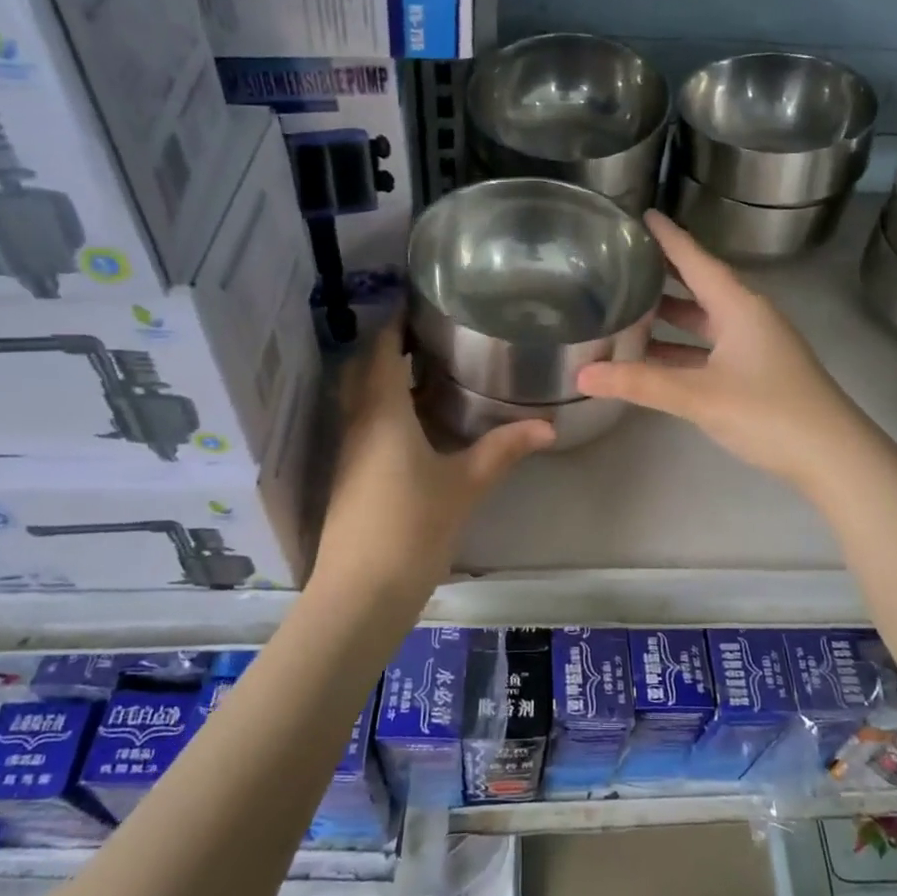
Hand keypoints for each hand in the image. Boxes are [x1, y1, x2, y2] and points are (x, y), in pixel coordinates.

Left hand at [309, 321, 552, 601]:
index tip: (418, 303)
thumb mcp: (465, 484)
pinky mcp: (349, 476)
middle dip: (390, 347)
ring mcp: (348, 452)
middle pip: (365, 370)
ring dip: (387, 379)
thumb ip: (503, 450)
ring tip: (428, 370)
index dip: (394, 323)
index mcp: (382, 413)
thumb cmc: (413, 527)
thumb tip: (548, 426)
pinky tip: (417, 423)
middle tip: (430, 334)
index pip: (381, 350)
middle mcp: (358, 424)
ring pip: (362, 399)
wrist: (361, 593)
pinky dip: (386, 409)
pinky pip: (364, 425)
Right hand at [576, 211, 868, 491]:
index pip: (695, 259)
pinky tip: (654, 359)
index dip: (668, 237)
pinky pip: (709, 348)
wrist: (833, 456)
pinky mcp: (756, 372)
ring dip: (670, 317)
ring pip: (703, 321)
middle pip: (699, 286)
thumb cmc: (768, 411)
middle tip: (623, 262)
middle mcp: (747, 317)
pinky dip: (682, 349)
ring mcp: (754, 346)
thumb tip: (582, 375)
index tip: (642, 214)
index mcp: (738, 306)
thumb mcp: (698, 395)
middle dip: (663, 275)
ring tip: (627, 309)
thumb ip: (640, 383)